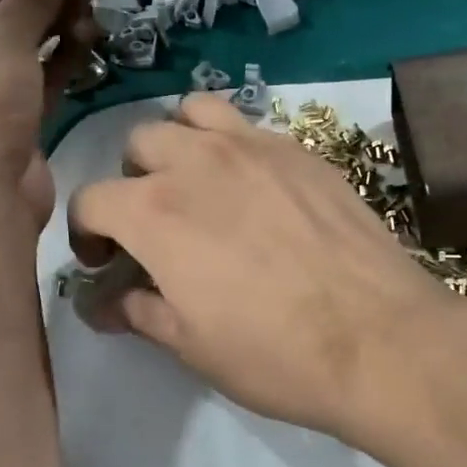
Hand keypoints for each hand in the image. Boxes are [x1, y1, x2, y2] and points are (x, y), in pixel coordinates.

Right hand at [66, 93, 466, 444]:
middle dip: (133, 181)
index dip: (87, 233)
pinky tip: (255, 188)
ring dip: (181, 143)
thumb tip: (104, 303)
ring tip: (200, 184)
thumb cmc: (275, 353)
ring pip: (193, 113)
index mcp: (154, 212)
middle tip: (156, 224)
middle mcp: (197, 162)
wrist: (380, 339)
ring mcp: (255, 147)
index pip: (90, 199)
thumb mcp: (191, 345)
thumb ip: (139, 311)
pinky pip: (249, 126)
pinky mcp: (302, 150)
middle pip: (138, 144)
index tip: (106, 263)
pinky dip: (233, 145)